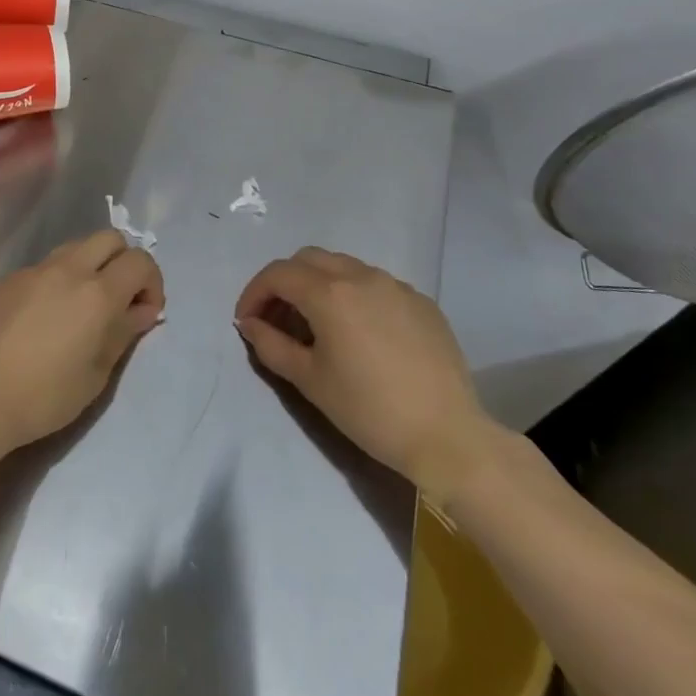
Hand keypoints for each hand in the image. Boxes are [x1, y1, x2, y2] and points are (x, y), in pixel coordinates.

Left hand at [0, 230, 164, 455]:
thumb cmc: (46, 396)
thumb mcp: (97, 373)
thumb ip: (124, 332)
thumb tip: (142, 310)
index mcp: (97, 293)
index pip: (139, 261)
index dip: (152, 282)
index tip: (145, 311)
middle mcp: (67, 269)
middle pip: (109, 238)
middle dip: (123, 261)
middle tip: (118, 299)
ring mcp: (33, 270)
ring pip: (74, 246)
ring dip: (89, 265)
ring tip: (82, 305)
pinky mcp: (7, 279)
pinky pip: (43, 267)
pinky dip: (56, 281)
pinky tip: (44, 316)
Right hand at [234, 247, 497, 499]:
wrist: (448, 437)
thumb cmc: (369, 410)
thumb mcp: (310, 381)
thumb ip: (271, 345)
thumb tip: (251, 324)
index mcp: (329, 293)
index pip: (278, 274)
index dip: (254, 293)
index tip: (247, 321)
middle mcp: (361, 276)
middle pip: (309, 259)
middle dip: (285, 282)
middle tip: (277, 318)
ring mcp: (396, 286)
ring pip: (344, 267)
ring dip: (319, 285)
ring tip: (317, 324)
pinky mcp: (422, 302)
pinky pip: (376, 285)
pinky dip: (354, 295)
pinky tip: (359, 332)